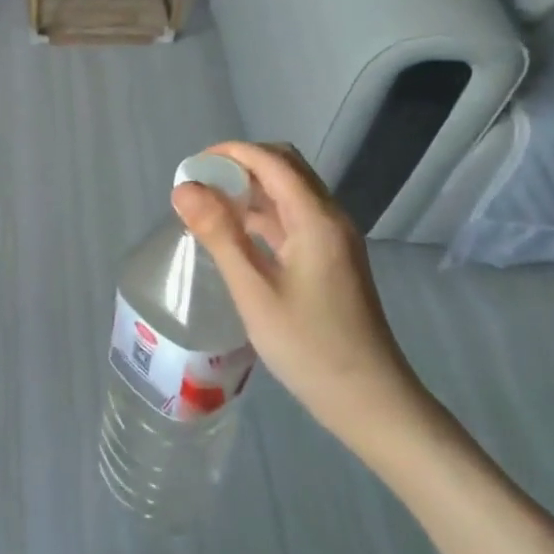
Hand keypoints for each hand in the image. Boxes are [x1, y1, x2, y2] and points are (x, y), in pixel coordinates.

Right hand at [171, 141, 434, 456]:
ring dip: (249, 189)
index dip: (230, 153)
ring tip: (207, 208)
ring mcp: (333, 238)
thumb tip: (183, 188)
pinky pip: (293, 218)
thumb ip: (219, 234)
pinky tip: (234, 234)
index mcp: (316, 218)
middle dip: (239, 166)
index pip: (272, 161)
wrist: (369, 400)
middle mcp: (330, 217)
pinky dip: (261, 214)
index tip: (190, 168)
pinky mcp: (330, 258)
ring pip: (288, 193)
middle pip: (284, 168)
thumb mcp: (254, 291)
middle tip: (198, 186)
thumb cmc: (309, 346)